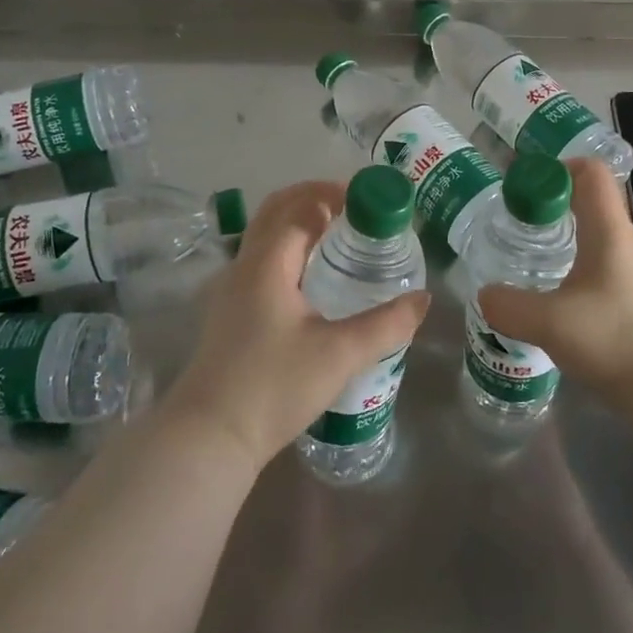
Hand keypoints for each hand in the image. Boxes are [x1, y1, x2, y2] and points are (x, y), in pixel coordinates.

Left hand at [161, 180, 428, 472]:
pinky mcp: (230, 312)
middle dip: (314, 198)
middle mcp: (244, 266)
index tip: (370, 197)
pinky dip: (288, 247)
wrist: (210, 438)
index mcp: (267, 263)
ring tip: (339, 235)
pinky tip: (312, 277)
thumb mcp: (340, 354)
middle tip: (356, 208)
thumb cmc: (274, 386)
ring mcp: (231, 289)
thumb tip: (422, 299)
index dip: (335, 194)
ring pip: (265, 235)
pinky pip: (261, 259)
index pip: (301, 207)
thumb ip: (386, 324)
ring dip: (299, 221)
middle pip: (277, 210)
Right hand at [477, 159, 632, 414]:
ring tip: (525, 258)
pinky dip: (570, 266)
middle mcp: (624, 241)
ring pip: (591, 236)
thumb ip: (509, 305)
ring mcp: (632, 271)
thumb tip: (485, 294)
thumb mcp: (550, 322)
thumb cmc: (615, 339)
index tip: (522, 189)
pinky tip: (550, 295)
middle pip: (587, 201)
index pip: (590, 172)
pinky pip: (596, 265)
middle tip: (514, 223)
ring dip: (559, 238)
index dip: (556, 168)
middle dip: (549, 204)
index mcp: (608, 230)